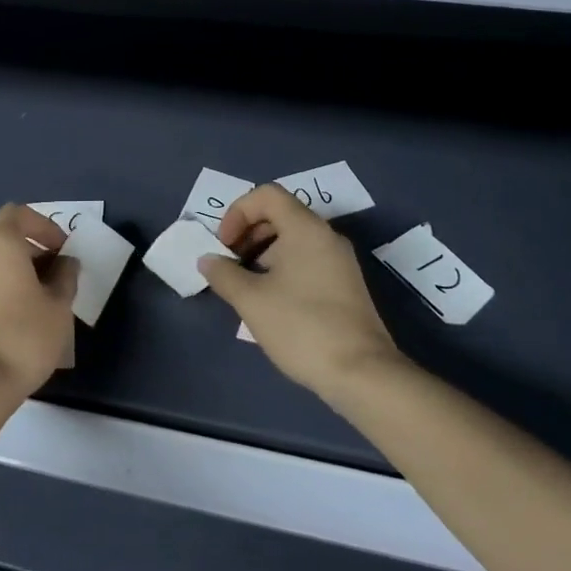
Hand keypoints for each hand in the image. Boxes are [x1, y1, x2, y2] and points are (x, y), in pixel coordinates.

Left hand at [0, 203, 78, 402]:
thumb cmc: (23, 338)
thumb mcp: (59, 308)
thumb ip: (65, 277)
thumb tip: (66, 263)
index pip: (17, 214)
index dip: (42, 226)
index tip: (60, 249)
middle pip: (3, 242)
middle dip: (30, 255)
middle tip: (53, 282)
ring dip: (10, 278)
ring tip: (33, 308)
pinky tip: (8, 327)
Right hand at [198, 184, 400, 400]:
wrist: (362, 375)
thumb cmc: (302, 327)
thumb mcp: (251, 300)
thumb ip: (224, 274)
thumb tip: (208, 260)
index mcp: (305, 228)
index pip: (266, 195)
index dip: (238, 212)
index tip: (224, 245)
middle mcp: (326, 236)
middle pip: (280, 214)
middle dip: (248, 233)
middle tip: (230, 263)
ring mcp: (340, 261)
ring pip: (293, 239)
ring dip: (262, 253)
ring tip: (245, 286)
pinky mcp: (345, 285)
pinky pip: (307, 260)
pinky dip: (282, 268)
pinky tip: (270, 302)